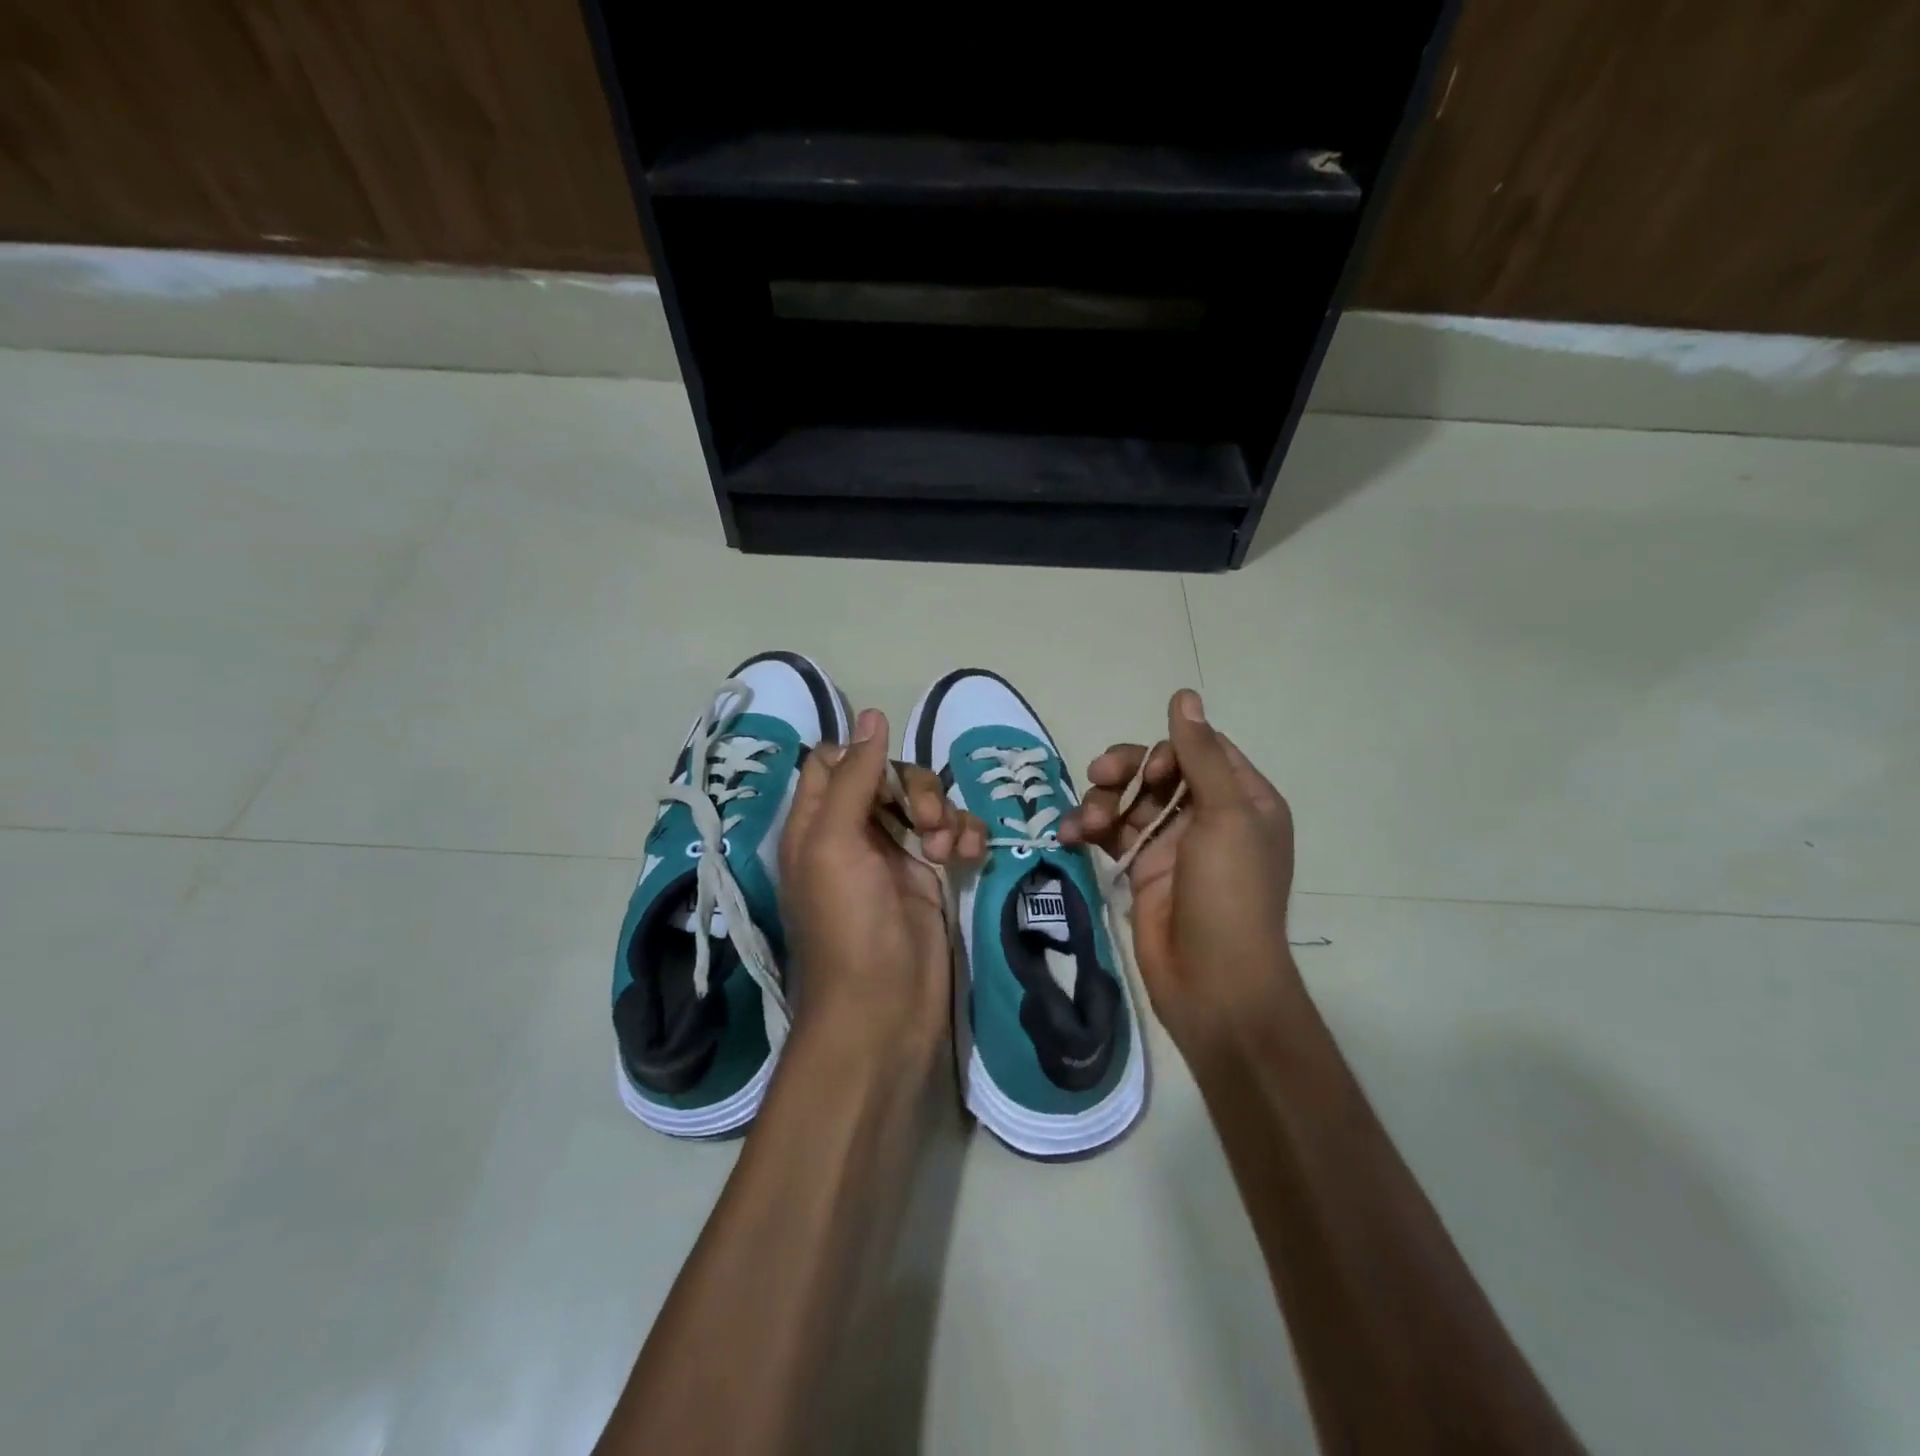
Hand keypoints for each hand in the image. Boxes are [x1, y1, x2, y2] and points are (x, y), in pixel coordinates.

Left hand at [779, 708, 985, 1056]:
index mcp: (816, 822)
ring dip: (945, 814)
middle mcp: (853, 833)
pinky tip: (968, 859)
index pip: (832, 761)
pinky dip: (964, 838)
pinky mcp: (930, 877)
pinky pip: (953, 834)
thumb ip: (851, 778)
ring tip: (947, 851)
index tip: (885, 772)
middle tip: (927, 822)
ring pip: (926, 802)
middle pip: (887, 776)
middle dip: (915, 789)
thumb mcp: (834, 843)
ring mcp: (894, 855)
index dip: (860, 757)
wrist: (885, 1011)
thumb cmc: (848, 925)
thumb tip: (870, 714)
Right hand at [1060, 690, 1302, 1064]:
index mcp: (1243, 799)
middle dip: (1125, 770)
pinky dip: (1088, 829)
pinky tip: (1069, 836)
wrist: (1212, 982)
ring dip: (1100, 801)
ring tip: (1084, 824)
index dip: (1170, 749)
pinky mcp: (1140, 869)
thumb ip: (1200, 754)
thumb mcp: (1225, 815)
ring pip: (1127, 799)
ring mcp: (1171, 844)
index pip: (1201, 749)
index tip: (1154, 769)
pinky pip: (1109, 833)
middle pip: (1158, 770)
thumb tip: (1184, 695)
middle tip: (1100, 777)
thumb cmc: (1229, 893)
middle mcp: (1208, 816)